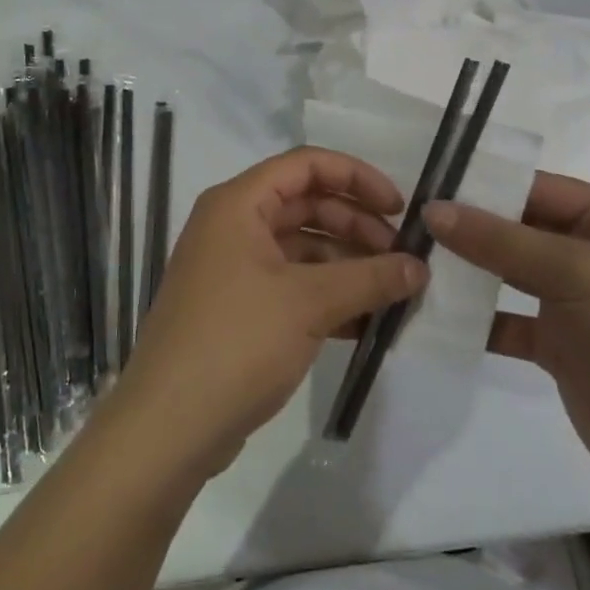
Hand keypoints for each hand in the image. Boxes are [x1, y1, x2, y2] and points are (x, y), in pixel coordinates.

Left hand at [112, 148, 427, 478]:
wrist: (169, 425)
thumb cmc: (237, 341)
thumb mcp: (310, 303)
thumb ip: (369, 278)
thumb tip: (420, 266)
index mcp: (238, 203)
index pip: (306, 164)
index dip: (356, 177)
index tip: (398, 208)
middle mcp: (232, 225)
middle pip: (306, 204)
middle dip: (356, 226)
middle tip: (400, 258)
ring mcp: (232, 269)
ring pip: (301, 248)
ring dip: (346, 265)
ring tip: (390, 294)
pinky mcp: (237, 309)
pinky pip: (290, 285)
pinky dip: (326, 296)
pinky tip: (363, 323)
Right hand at [425, 174, 589, 507]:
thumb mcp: (576, 274)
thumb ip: (502, 241)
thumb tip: (433, 209)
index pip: (533, 187)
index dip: (479, 185)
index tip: (418, 184)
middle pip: (515, 229)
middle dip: (464, 229)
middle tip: (401, 225)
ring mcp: (574, 300)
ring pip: (505, 274)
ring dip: (464, 273)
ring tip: (405, 264)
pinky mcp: (559, 345)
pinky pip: (506, 320)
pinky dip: (474, 319)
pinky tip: (430, 316)